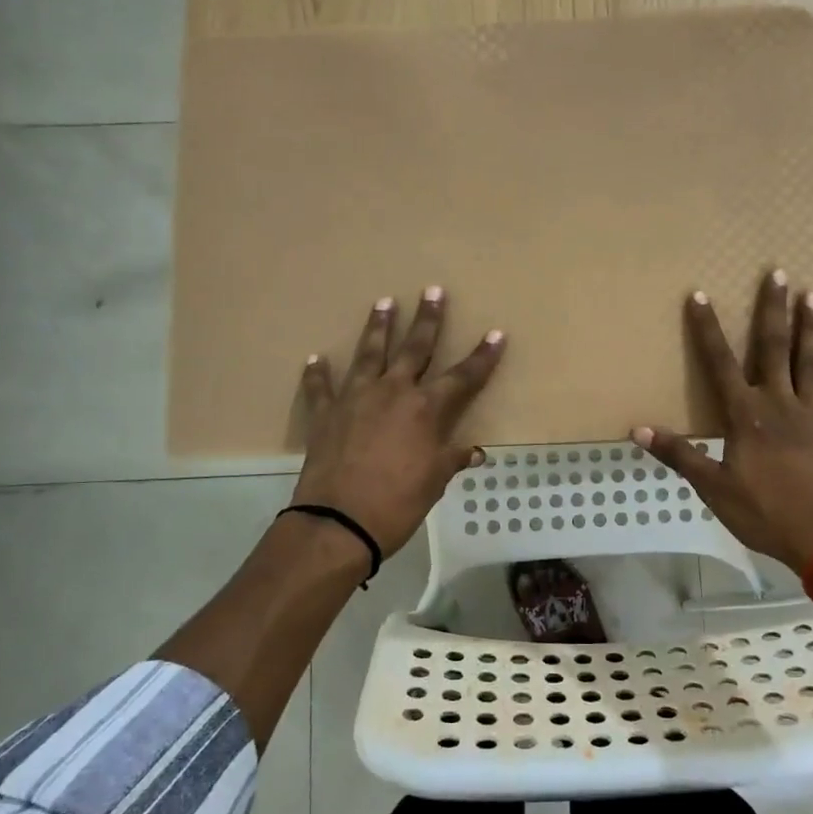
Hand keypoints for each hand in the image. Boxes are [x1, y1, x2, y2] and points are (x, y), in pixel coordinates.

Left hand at [292, 288, 505, 559]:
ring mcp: (356, 398)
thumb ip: (453, 459)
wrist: (339, 522)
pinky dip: (318, 374)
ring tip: (384, 302)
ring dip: (378, 327)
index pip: (463, 376)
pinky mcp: (326, 413)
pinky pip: (321, 387)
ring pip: (369, 353)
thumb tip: (476, 452)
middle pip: (415, 348)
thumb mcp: (434, 482)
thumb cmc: (398, 503)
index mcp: (426, 409)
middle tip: (433, 291)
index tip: (496, 334)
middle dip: (428, 319)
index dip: (482, 356)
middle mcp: (393, 392)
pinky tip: (316, 359)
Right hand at [633, 269, 812, 573]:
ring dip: (811, 328)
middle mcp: (779, 403)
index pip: (720, 363)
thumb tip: (637, 430)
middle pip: (774, 349)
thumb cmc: (764, 512)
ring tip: (812, 295)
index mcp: (745, 415)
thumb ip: (679, 455)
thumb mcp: (712, 488)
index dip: (708, 329)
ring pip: (810, 363)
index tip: (701, 295)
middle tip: (778, 274)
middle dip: (772, 311)